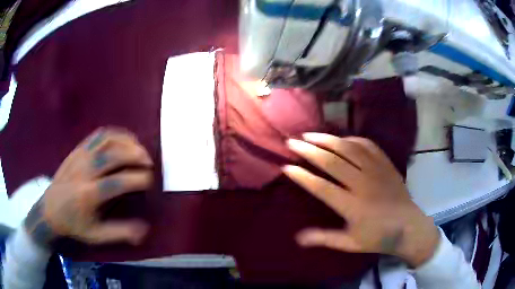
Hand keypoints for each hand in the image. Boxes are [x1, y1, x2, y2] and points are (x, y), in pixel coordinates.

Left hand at [24, 128, 152, 247]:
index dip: (136, 179)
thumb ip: (120, 233)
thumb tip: (144, 230)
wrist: (49, 209)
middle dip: (135, 156)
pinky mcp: (78, 149)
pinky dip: (115, 134)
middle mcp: (84, 171)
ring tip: (139, 149)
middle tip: (148, 163)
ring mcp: (80, 156)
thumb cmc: (73, 224)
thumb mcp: (96, 235)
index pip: (116, 182)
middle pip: (113, 155)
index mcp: (88, 195)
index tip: (149, 180)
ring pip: (107, 141)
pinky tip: (123, 140)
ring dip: (126, 142)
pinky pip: (98, 135)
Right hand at [284, 133, 439, 266]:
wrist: (408, 226)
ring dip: (327, 139)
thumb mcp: (350, 243)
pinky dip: (352, 139)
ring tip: (310, 134)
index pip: (321, 187)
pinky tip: (342, 138)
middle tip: (292, 142)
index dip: (302, 177)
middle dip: (309, 150)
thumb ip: (324, 238)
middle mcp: (363, 184)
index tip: (286, 167)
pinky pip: (367, 146)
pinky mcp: (386, 164)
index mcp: (352, 206)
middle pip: (332, 162)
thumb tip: (298, 238)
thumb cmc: (378, 237)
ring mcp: (376, 171)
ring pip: (348, 149)